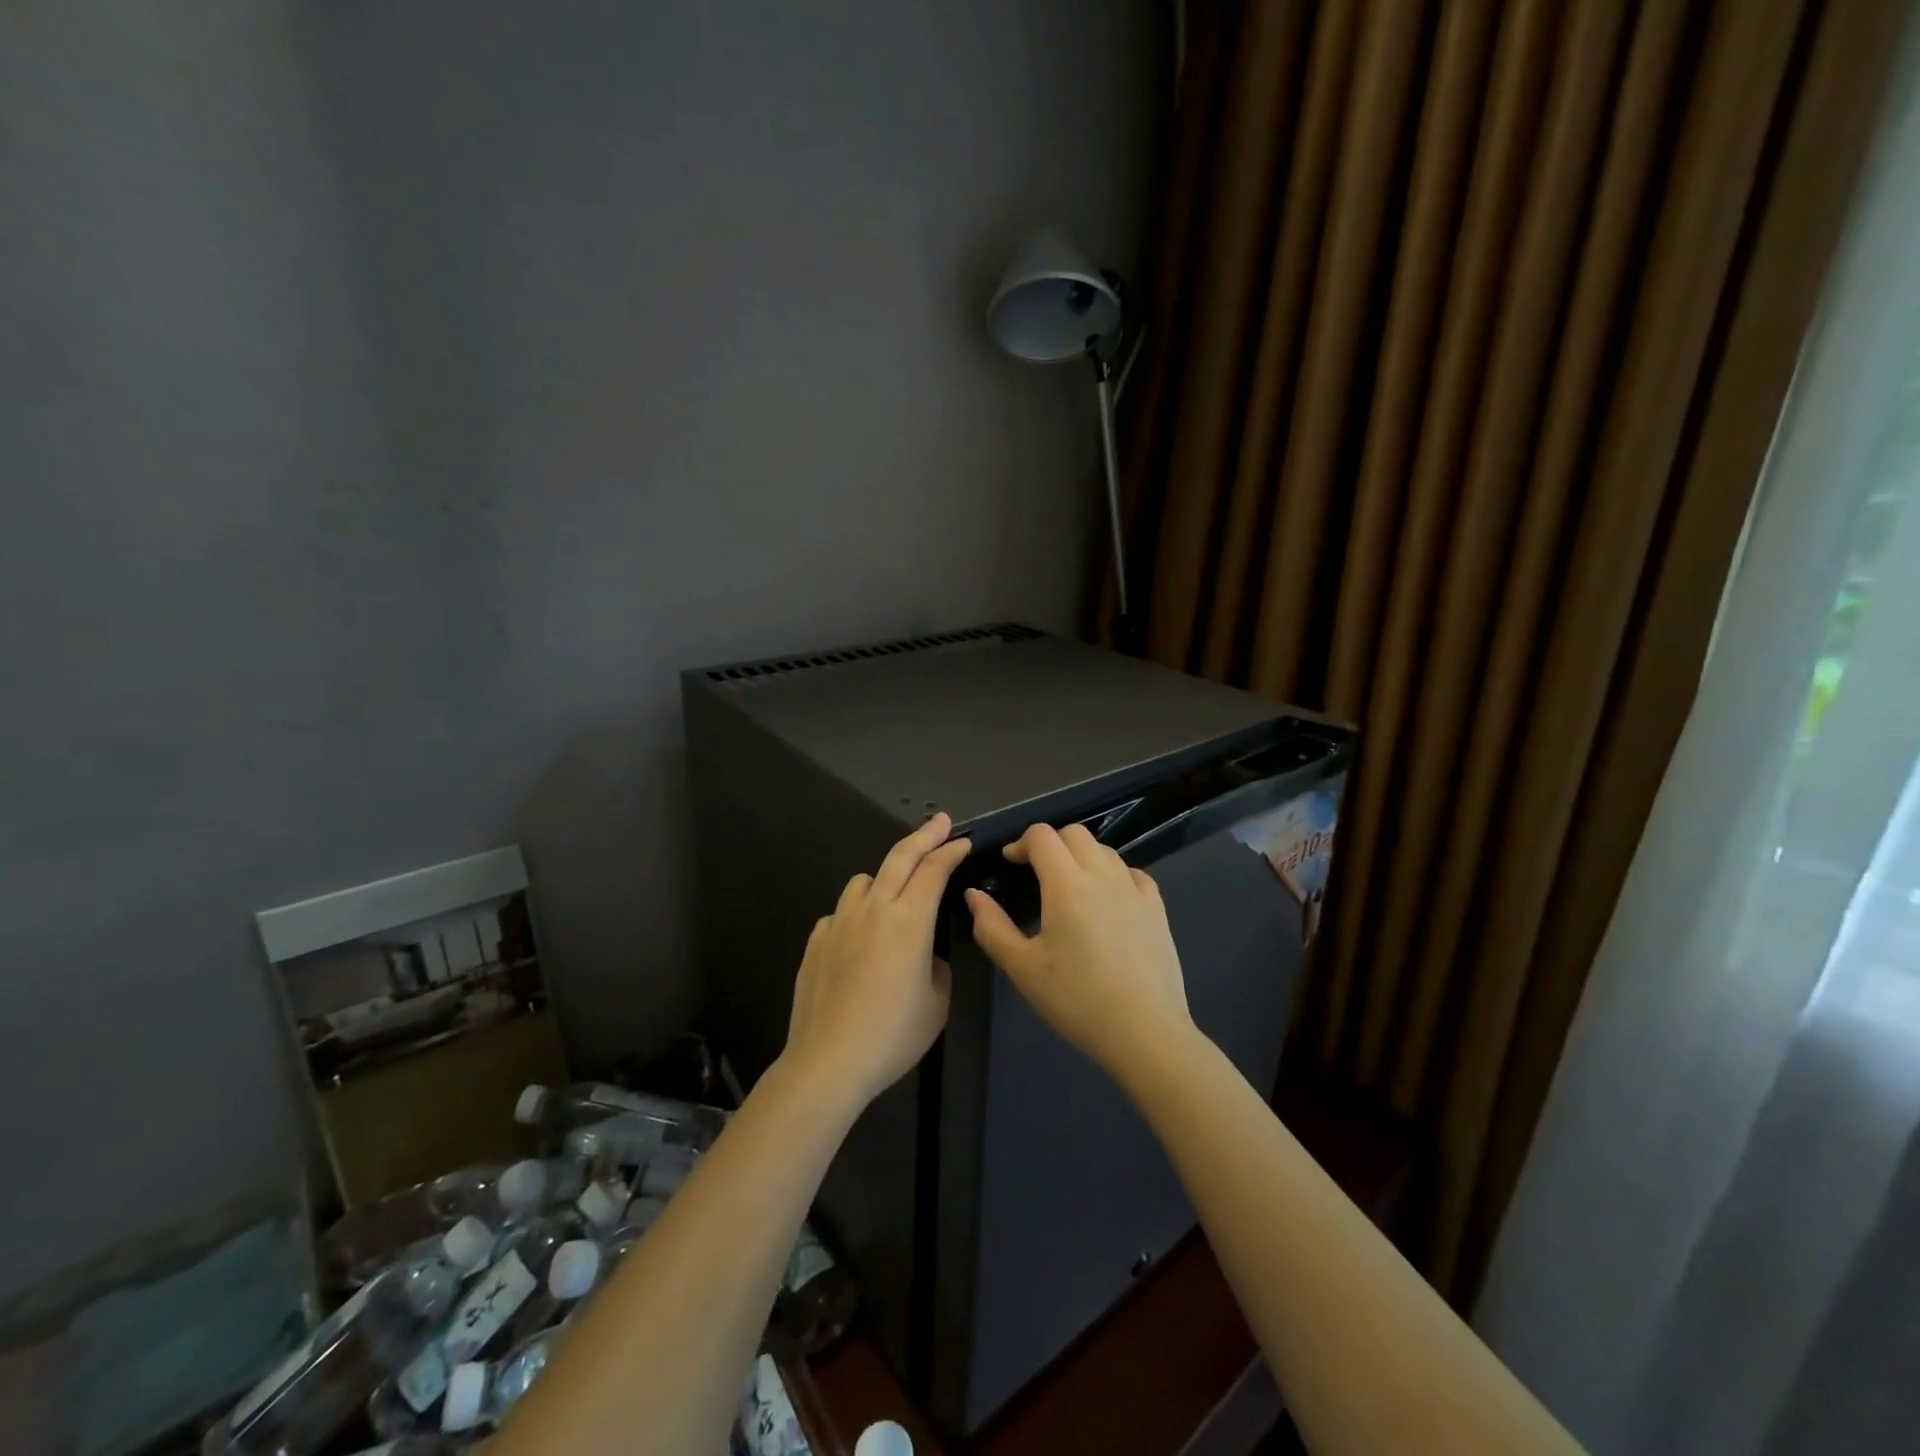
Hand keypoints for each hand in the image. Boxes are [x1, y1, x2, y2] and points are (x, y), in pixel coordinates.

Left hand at [782, 813, 970, 1107]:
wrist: (829, 1060)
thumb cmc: (893, 1034)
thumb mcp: (937, 1003)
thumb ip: (936, 967)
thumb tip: (925, 956)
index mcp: (910, 920)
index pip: (934, 870)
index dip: (951, 851)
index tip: (962, 842)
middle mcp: (874, 908)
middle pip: (900, 857)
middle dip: (924, 835)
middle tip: (940, 822)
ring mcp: (840, 921)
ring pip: (864, 879)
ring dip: (885, 875)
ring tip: (895, 890)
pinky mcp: (817, 940)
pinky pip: (841, 912)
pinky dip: (856, 912)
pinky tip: (859, 937)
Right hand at [965, 824, 1192, 1081]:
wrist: (1145, 1032)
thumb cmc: (1077, 1000)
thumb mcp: (1023, 969)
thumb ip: (992, 927)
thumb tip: (974, 895)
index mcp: (1066, 884)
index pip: (1042, 836)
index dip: (1021, 843)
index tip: (1010, 864)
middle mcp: (1102, 875)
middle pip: (1074, 833)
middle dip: (1051, 843)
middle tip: (1036, 873)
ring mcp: (1134, 889)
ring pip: (1104, 850)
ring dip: (1081, 856)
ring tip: (1069, 888)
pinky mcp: (1157, 908)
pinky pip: (1132, 873)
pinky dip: (1113, 874)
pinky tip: (1107, 900)